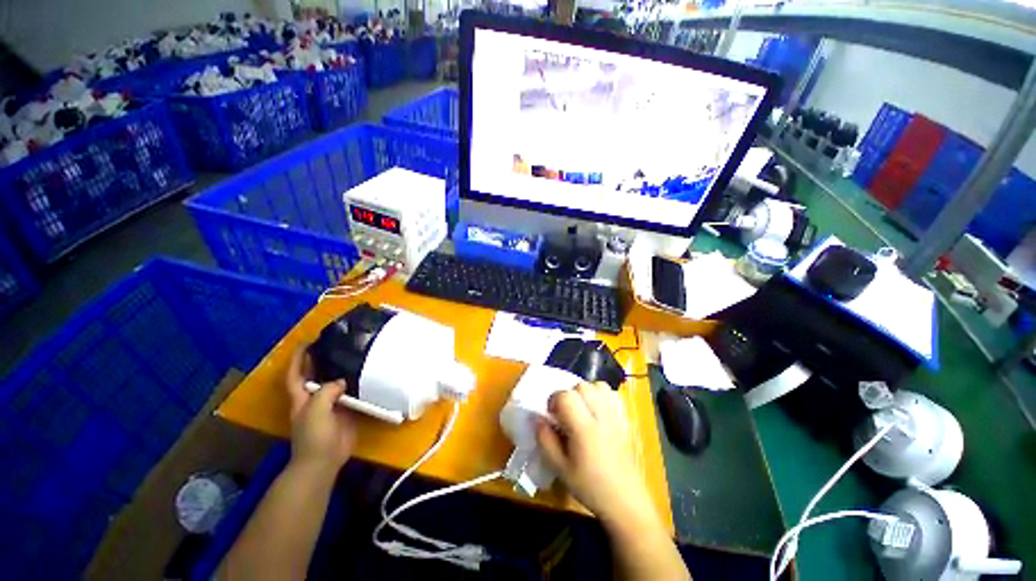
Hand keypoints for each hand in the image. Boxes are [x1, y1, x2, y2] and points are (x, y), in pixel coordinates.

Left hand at [286, 346, 358, 471]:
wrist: (325, 460)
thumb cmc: (314, 436)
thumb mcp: (315, 410)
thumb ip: (327, 392)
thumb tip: (341, 381)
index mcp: (301, 398)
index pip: (296, 374)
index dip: (299, 358)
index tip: (307, 342)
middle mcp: (315, 399)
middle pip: (316, 376)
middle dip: (320, 360)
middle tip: (335, 344)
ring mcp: (331, 406)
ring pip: (335, 384)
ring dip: (341, 371)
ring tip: (353, 355)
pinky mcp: (346, 412)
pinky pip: (352, 395)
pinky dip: (357, 385)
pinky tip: (366, 376)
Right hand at [536, 382, 656, 527]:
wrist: (625, 500)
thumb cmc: (590, 487)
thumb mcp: (560, 469)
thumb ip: (545, 441)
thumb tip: (537, 418)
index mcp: (584, 428)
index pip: (566, 396)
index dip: (553, 400)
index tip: (550, 415)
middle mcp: (600, 415)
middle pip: (581, 386)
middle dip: (568, 394)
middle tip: (563, 414)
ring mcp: (613, 415)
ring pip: (596, 385)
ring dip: (583, 392)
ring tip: (578, 410)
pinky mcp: (621, 419)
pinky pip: (609, 394)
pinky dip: (598, 395)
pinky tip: (593, 411)